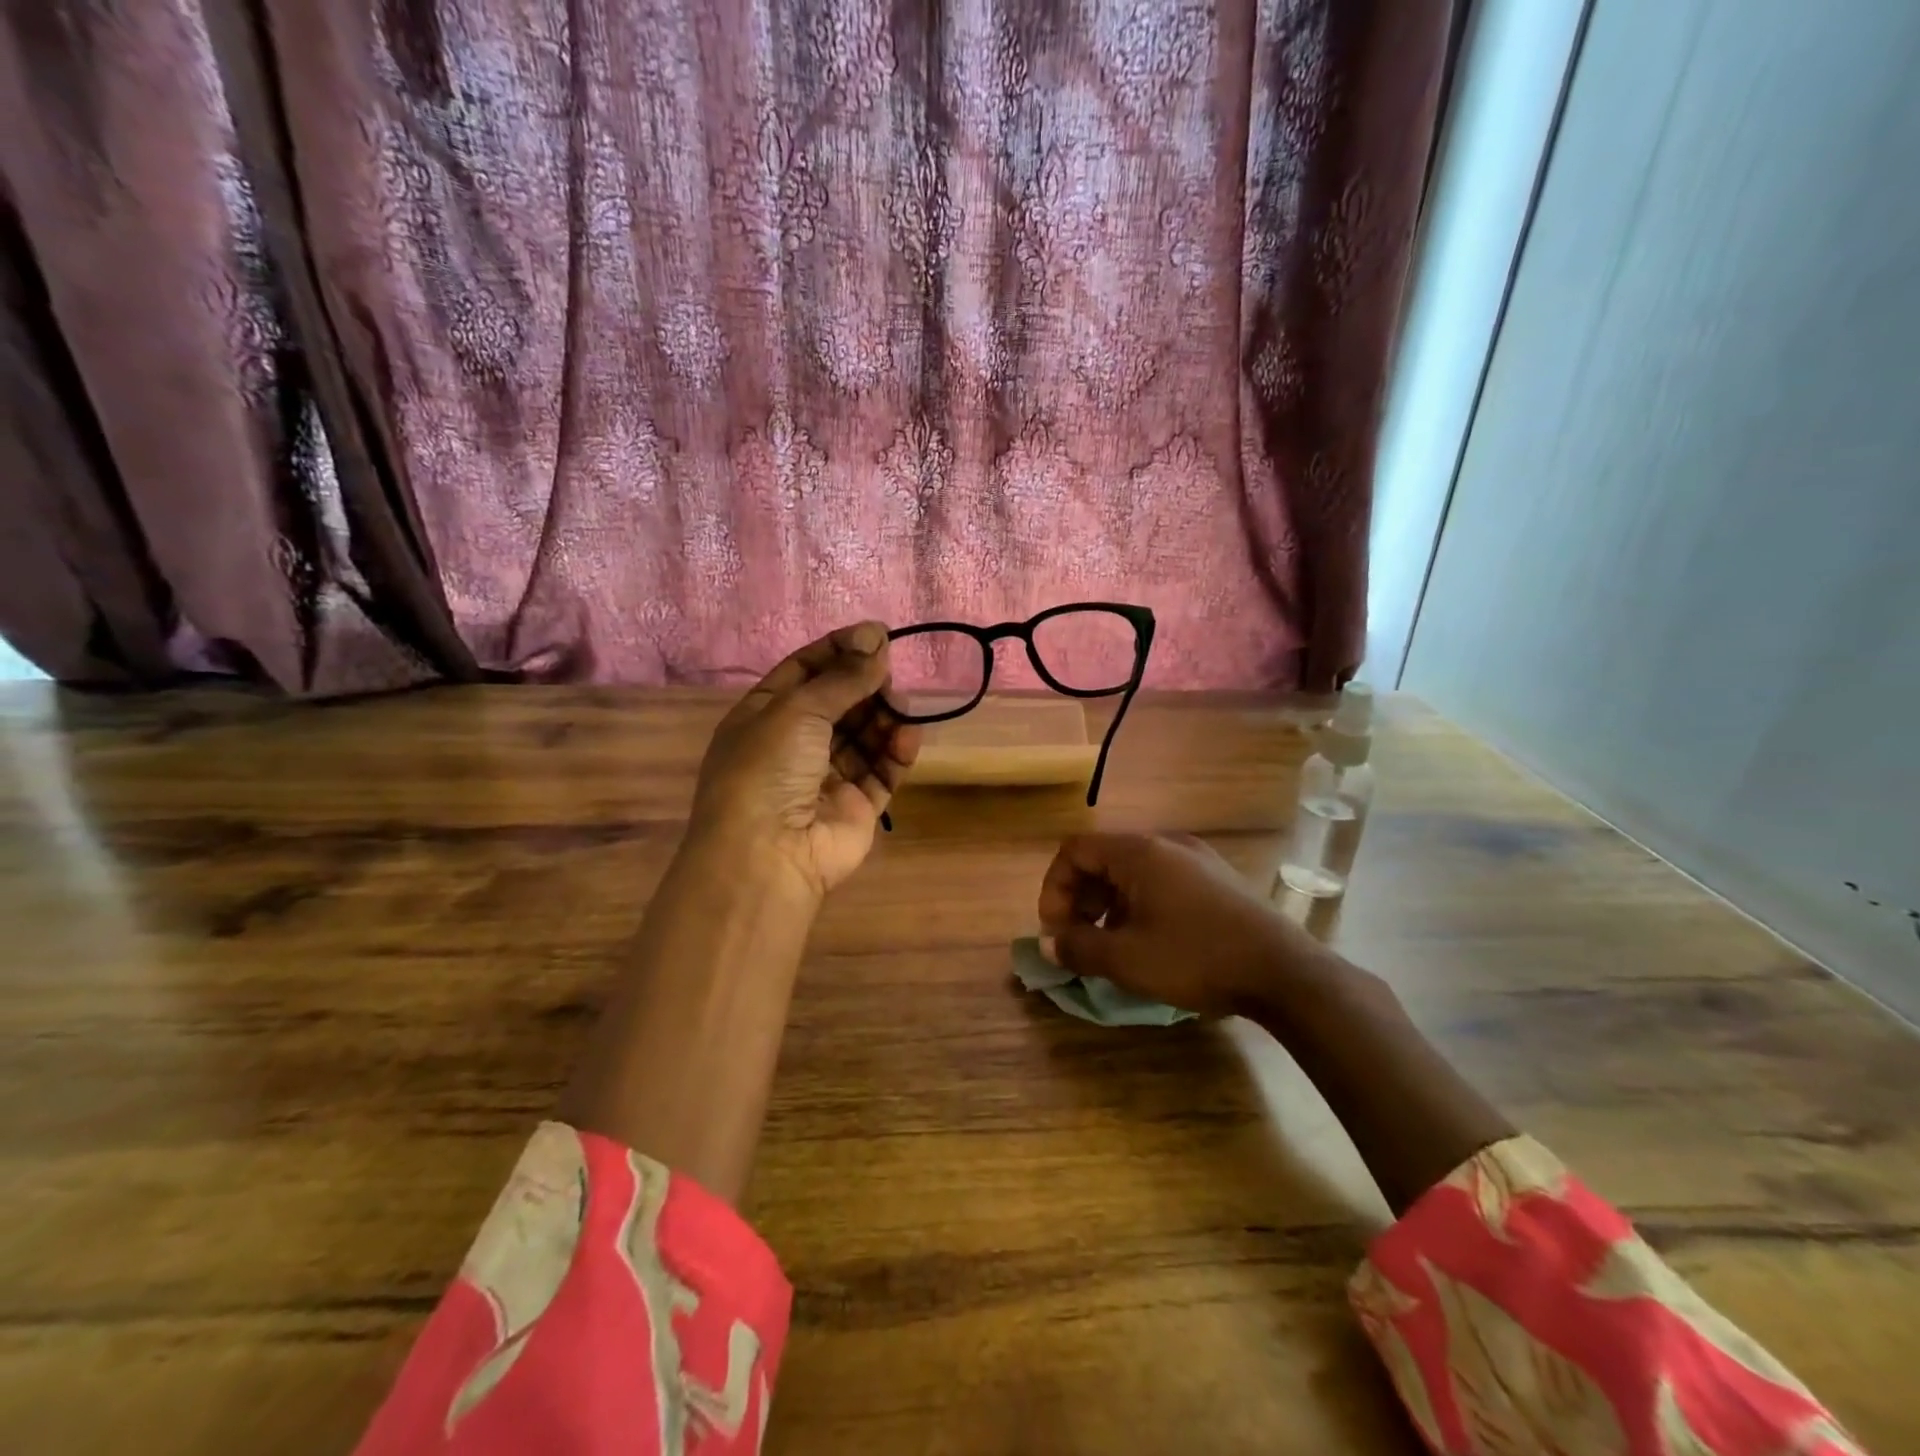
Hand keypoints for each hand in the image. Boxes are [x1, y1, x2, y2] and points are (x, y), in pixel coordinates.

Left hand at [688, 621, 920, 903]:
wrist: (768, 855)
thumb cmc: (768, 769)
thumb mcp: (797, 709)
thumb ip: (842, 677)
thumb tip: (876, 638)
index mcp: (764, 716)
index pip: (805, 671)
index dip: (839, 650)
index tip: (876, 634)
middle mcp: (794, 744)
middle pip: (839, 702)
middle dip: (866, 685)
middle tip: (890, 673)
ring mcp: (826, 777)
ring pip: (864, 735)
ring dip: (885, 717)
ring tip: (901, 708)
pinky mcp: (856, 806)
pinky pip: (881, 771)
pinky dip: (896, 752)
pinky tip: (909, 736)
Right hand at [1036, 832, 1335, 1016]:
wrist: (1284, 971)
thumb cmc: (1196, 957)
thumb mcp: (1127, 959)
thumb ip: (1079, 948)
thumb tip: (1049, 945)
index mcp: (1138, 852)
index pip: (1075, 850)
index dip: (1055, 887)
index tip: (1056, 929)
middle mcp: (1165, 843)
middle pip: (1103, 857)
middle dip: (1080, 897)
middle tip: (1077, 938)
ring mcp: (1196, 858)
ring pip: (1133, 870)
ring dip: (1108, 903)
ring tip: (1110, 943)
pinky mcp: (1217, 878)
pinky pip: (1161, 880)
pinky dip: (1139, 903)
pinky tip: (1149, 940)